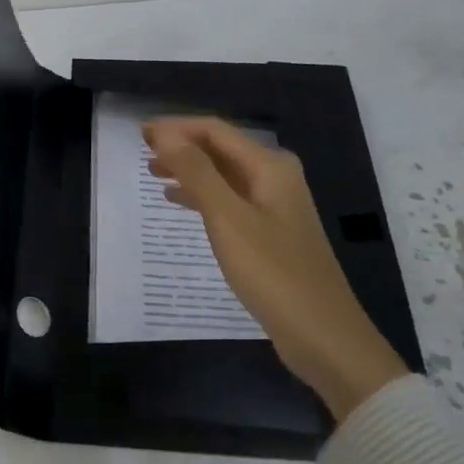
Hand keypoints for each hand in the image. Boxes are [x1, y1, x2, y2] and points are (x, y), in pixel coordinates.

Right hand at [146, 117, 406, 419]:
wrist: (322, 334)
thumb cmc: (273, 272)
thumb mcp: (228, 218)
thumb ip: (196, 172)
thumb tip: (164, 134)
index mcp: (270, 167)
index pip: (216, 131)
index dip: (177, 128)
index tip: (141, 133)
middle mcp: (275, 178)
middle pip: (221, 149)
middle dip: (182, 146)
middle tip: (143, 151)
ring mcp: (275, 207)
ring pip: (224, 176)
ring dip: (190, 170)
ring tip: (153, 172)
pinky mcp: (271, 233)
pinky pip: (230, 200)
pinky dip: (203, 196)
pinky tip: (180, 202)